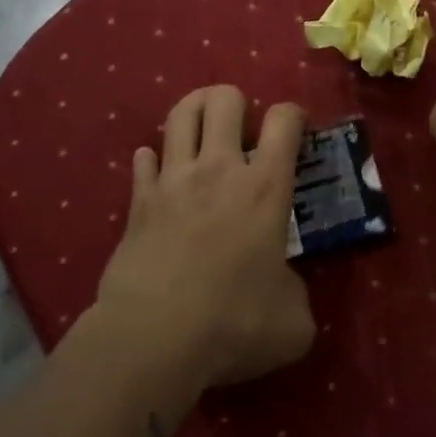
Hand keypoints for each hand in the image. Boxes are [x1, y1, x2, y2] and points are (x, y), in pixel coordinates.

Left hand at [94, 85, 315, 391]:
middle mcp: (219, 169)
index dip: (294, 114)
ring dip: (195, 111)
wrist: (154, 337)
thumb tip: (285, 289)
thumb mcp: (293, 322)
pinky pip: (143, 160)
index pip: (284, 120)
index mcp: (265, 187)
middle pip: (224, 99)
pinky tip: (162, 173)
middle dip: (237, 101)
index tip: (297, 128)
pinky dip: (154, 160)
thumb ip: (296, 293)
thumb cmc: (233, 323)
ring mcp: (174, 180)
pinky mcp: (139, 201)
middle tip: (243, 129)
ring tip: (204, 129)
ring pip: (180, 114)